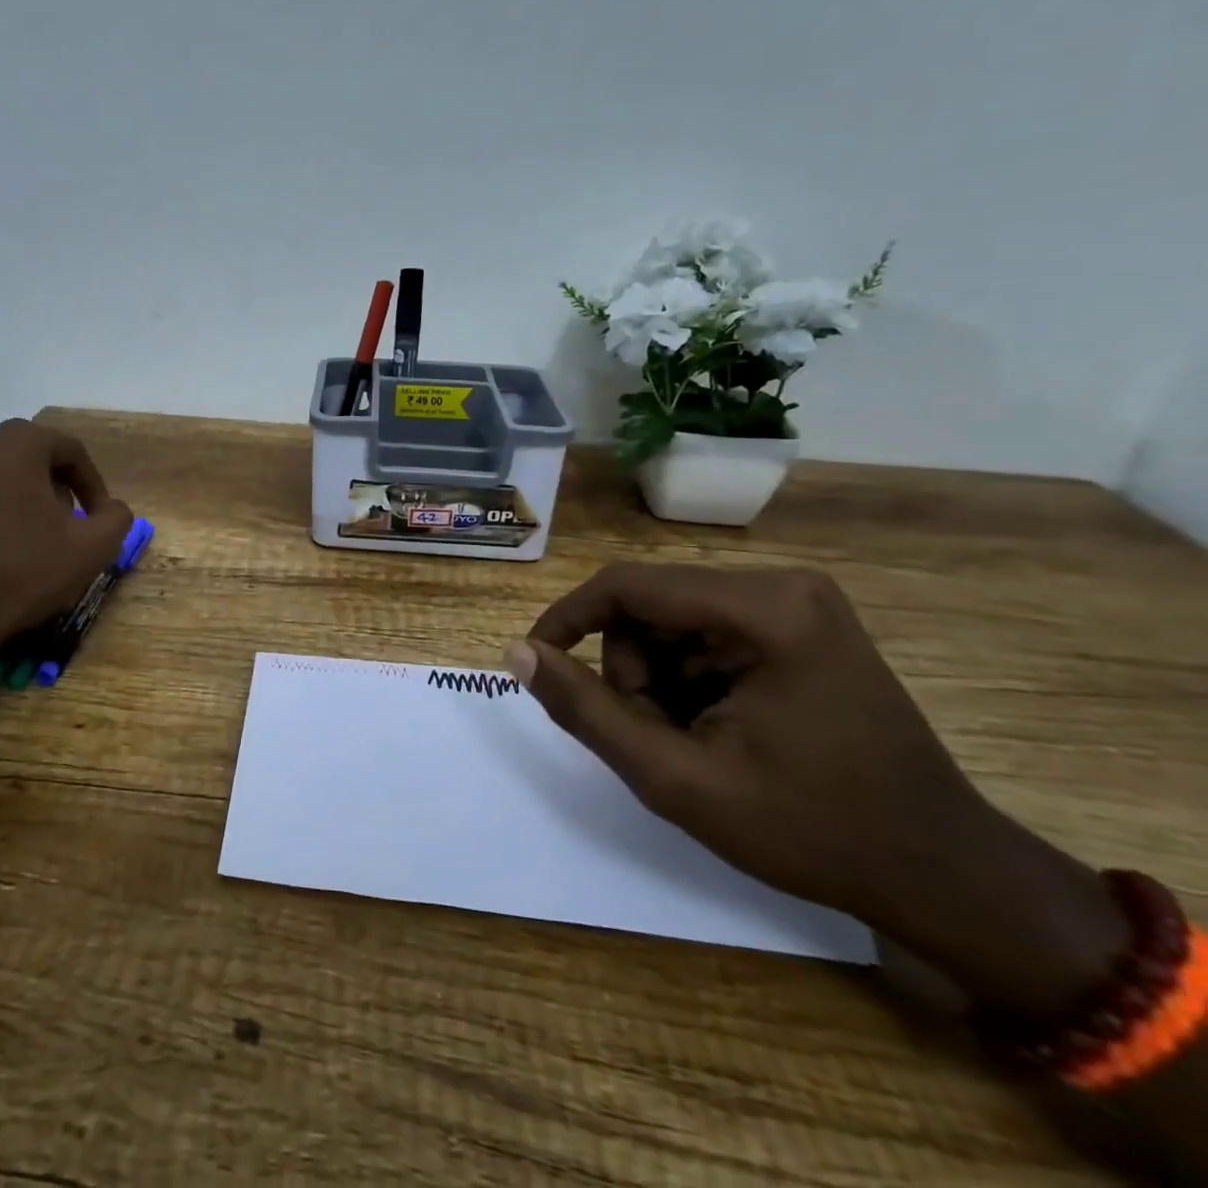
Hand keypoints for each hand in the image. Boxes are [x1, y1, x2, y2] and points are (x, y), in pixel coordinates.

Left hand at [0, 420, 134, 668]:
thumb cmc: (22, 574)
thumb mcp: (92, 548)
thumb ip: (116, 518)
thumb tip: (112, 510)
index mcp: (15, 446)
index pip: (69, 450)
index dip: (92, 484)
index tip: (99, 518)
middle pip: (27, 459)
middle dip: (52, 488)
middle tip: (65, 526)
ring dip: (15, 502)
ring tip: (28, 544)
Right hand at [506, 564, 1125, 1014]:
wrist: (944, 874)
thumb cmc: (812, 830)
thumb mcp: (677, 778)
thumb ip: (586, 710)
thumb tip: (517, 652)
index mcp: (764, 609)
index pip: (627, 586)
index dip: (566, 619)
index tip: (536, 663)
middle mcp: (782, 585)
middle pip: (650, 605)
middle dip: (630, 670)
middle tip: (653, 737)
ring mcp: (798, 603)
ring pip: (671, 621)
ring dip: (657, 679)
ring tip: (690, 742)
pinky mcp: (802, 625)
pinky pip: (705, 633)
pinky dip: (688, 680)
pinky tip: (717, 729)